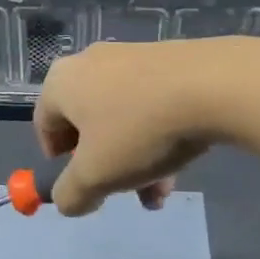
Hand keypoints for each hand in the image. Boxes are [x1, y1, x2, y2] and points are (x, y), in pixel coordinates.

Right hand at [34, 39, 238, 215]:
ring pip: (123, 118)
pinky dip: (158, 134)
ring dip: (135, 159)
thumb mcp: (96, 176)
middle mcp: (90, 62)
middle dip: (105, 166)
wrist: (215, 85)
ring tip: (161, 190)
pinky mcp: (168, 58)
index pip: (44, 126)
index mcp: (62, 82)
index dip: (58, 163)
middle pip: (87, 124)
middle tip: (124, 192)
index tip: (82, 186)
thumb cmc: (139, 130)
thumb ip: (70, 194)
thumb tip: (67, 201)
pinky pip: (151, 103)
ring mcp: (131, 56)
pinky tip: (182, 161)